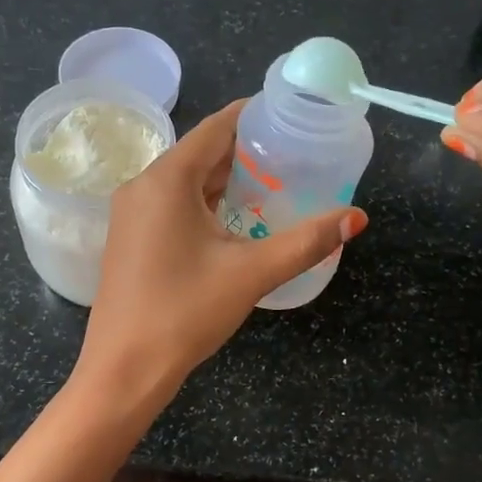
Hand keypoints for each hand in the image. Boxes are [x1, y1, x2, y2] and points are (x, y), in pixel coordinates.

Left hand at [77, 99, 365, 405]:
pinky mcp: (131, 238)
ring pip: (186, 181)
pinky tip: (236, 218)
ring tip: (274, 181)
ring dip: (226, 179)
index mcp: (167, 180)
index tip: (290, 113)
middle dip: (246, 150)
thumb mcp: (252, 273)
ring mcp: (131, 214)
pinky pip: (173, 204)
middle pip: (201, 152)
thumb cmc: (185, 312)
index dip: (253, 116)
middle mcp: (143, 186)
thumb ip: (306, 242)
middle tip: (294, 152)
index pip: (216, 127)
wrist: (124, 368)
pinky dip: (206, 202)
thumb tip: (357, 218)